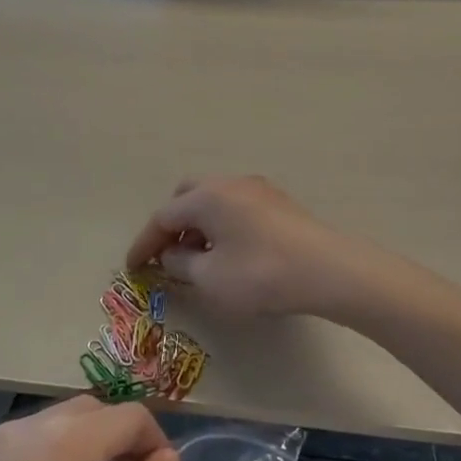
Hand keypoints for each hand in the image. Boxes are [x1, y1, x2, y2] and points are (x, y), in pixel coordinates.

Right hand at [125, 175, 373, 318]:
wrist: (328, 271)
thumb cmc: (259, 274)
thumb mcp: (209, 278)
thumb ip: (180, 264)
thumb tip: (171, 255)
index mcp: (206, 196)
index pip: (163, 217)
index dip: (144, 244)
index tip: (133, 267)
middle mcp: (229, 183)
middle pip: (187, 198)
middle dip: (172, 227)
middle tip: (167, 257)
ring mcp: (257, 189)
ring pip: (214, 202)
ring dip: (198, 227)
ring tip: (199, 260)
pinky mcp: (279, 204)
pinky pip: (236, 208)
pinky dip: (222, 227)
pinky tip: (230, 254)